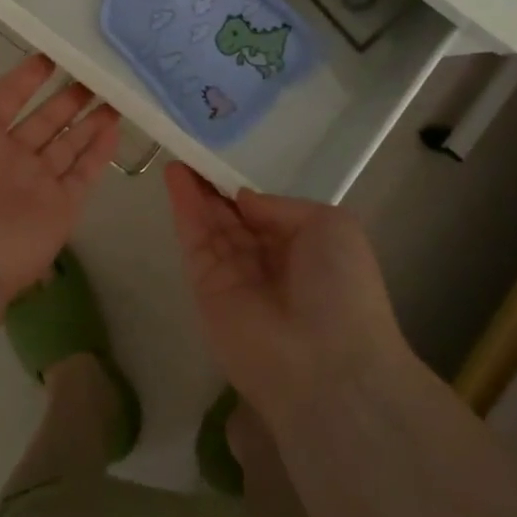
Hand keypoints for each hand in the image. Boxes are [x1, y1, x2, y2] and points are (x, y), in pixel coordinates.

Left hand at [0, 52, 120, 312]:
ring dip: (89, 118)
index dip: (27, 76)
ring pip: (68, 143)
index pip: (6, 97)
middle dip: (67, 95)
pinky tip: (116, 126)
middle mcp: (5, 157)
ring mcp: (34, 184)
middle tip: (95, 71)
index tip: (53, 55)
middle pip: (43, 118)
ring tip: (115, 92)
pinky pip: (85, 173)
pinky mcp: (60, 208)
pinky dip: (101, 151)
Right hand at [166, 164, 411, 423]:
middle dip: (212, 187)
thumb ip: (281, 207)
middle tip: (191, 151)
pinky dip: (184, 210)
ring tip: (178, 153)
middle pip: (231, 218)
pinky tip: (175, 178)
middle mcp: (266, 262)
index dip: (241, 188)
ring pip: (209, 226)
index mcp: (302, 249)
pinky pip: (194, 243)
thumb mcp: (330, 226)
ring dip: (193, 192)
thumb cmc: (341, 289)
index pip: (263, 213)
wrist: (326, 364)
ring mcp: (233, 277)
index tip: (222, 157)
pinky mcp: (205, 290)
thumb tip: (243, 201)